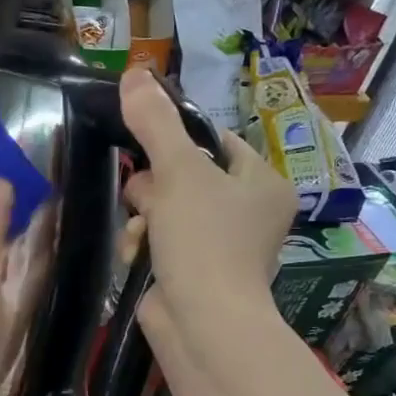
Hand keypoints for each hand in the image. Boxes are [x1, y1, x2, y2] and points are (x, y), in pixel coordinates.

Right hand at [119, 65, 298, 370]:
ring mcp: (221, 246)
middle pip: (184, 175)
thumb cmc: (204, 240)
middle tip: (145, 200)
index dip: (177, 142)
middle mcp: (248, 212)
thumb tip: (133, 72)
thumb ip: (155, 123)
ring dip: (143, 218)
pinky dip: (144, 245)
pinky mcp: (194, 272)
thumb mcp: (178, 172)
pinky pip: (161, 242)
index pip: (215, 142)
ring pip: (165, 209)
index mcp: (262, 182)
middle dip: (154, 188)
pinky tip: (136, 254)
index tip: (148, 150)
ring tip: (140, 233)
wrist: (203, 323)